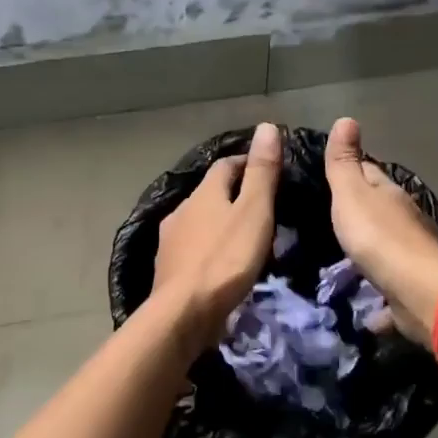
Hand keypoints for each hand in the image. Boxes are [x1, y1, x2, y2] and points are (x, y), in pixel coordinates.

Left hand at [152, 122, 283, 346]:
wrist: (184, 312)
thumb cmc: (225, 259)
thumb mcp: (254, 212)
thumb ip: (261, 172)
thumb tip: (266, 126)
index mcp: (203, 193)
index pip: (225, 165)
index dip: (247, 163)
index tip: (268, 171)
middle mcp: (181, 210)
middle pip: (210, 193)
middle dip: (233, 195)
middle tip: (262, 207)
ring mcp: (170, 240)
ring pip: (199, 221)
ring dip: (219, 223)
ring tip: (244, 237)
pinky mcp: (168, 268)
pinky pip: (192, 248)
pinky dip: (208, 248)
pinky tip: (220, 263)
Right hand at [325, 117, 437, 343]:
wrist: (419, 292)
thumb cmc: (379, 238)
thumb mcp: (352, 194)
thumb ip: (344, 163)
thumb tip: (346, 118)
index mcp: (390, 195)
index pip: (370, 173)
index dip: (352, 170)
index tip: (332, 172)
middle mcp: (405, 221)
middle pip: (381, 209)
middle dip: (361, 211)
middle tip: (332, 217)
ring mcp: (412, 255)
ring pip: (387, 246)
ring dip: (371, 249)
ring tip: (344, 257)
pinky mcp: (411, 288)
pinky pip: (390, 287)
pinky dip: (379, 294)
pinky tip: (366, 306)